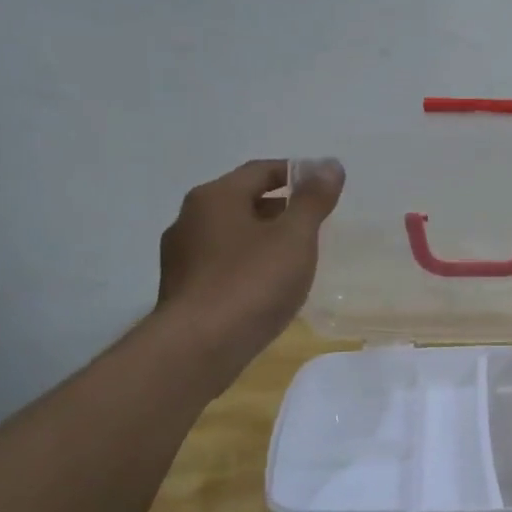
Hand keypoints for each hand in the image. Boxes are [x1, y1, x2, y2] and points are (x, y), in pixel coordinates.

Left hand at [155, 158, 344, 365]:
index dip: (295, 173)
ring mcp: (181, 256)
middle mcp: (190, 219)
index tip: (323, 185)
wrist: (199, 347)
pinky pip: (221, 264)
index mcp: (215, 197)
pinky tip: (266, 286)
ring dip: (262, 238)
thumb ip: (313, 200)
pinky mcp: (182, 289)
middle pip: (242, 201)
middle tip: (313, 223)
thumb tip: (330, 164)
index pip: (260, 171)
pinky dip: (247, 264)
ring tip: (294, 256)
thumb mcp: (294, 237)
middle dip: (279, 207)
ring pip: (230, 235)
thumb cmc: (252, 282)